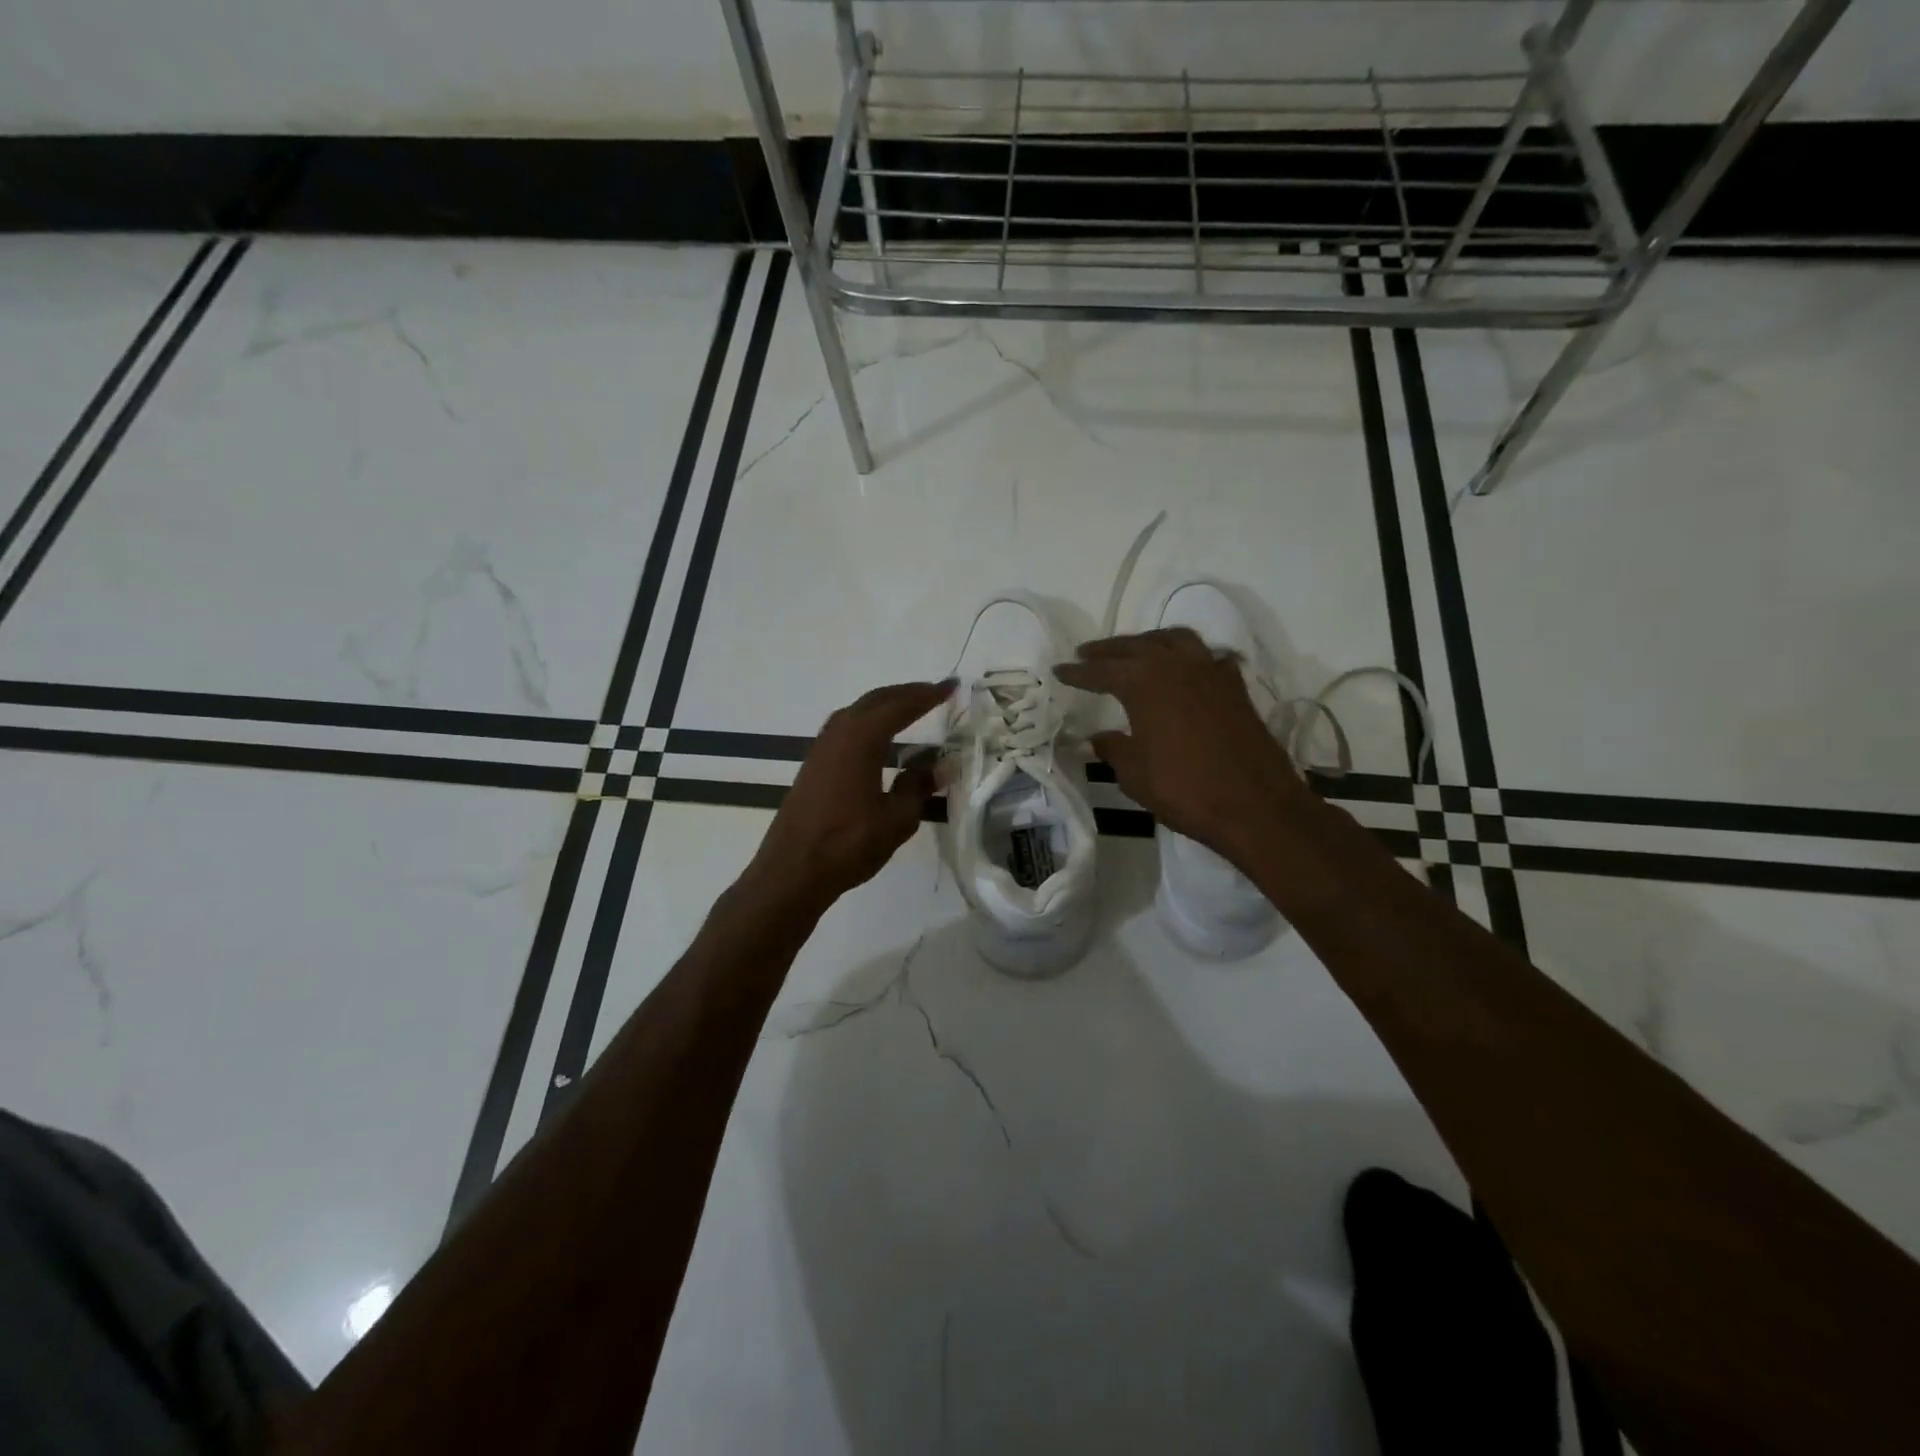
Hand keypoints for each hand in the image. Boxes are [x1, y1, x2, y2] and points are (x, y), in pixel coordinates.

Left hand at [746, 680, 951, 913]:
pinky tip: (878, 740)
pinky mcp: (813, 766)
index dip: (928, 696)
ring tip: (909, 709)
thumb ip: (919, 786)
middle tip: (933, 692)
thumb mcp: (896, 818)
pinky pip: (845, 729)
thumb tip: (940, 766)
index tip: (951, 686)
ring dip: (884, 706)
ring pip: (856, 713)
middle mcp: (838, 734)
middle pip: (875, 701)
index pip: (901, 706)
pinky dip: (867, 723)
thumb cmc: (848, 843)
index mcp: (861, 739)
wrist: (792, 871)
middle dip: (905, 693)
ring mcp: (821, 748)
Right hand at [1056, 629, 1308, 859]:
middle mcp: (1176, 665)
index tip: (1059, 670)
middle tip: (1087, 653)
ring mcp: (1210, 671)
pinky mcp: (1235, 686)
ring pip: (1174, 640)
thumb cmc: (1185, 789)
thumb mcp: (1135, 774)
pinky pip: (1207, 657)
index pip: (1101, 670)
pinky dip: (1188, 657)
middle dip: (1108, 650)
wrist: (1255, 805)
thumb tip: (1099, 737)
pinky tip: (1184, 670)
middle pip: (1135, 647)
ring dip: (1148, 642)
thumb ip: (1114, 749)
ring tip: (1134, 651)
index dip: (1078, 672)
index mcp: (1144, 682)